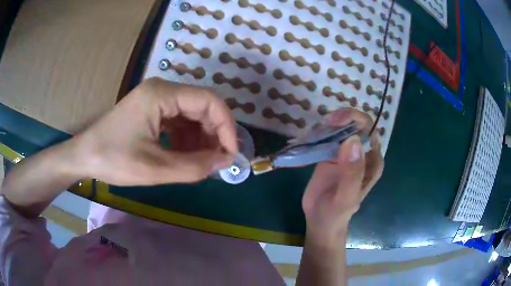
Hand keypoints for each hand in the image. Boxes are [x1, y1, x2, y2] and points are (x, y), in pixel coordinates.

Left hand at [72, 78, 237, 185]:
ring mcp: (156, 98)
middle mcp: (162, 89)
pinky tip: (185, 155)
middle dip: (213, 134)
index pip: (208, 101)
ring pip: (192, 114)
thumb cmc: (113, 159)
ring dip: (201, 138)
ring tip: (201, 162)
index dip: (226, 126)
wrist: (84, 157)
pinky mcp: (152, 110)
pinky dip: (187, 139)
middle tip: (217, 161)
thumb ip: (194, 166)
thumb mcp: (155, 168)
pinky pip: (179, 121)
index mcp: (161, 94)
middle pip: (202, 106)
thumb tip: (225, 161)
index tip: (230, 153)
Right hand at [302, 108, 383, 245]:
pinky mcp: (330, 155)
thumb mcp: (346, 197)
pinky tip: (307, 136)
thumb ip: (352, 172)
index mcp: (372, 161)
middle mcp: (361, 153)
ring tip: (314, 132)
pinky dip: (318, 132)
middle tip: (325, 123)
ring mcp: (345, 152)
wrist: (319, 221)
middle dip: (342, 118)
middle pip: (356, 124)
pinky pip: (327, 137)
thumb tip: (352, 139)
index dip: (356, 120)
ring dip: (328, 123)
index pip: (370, 131)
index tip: (336, 122)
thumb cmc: (336, 213)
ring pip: (341, 127)